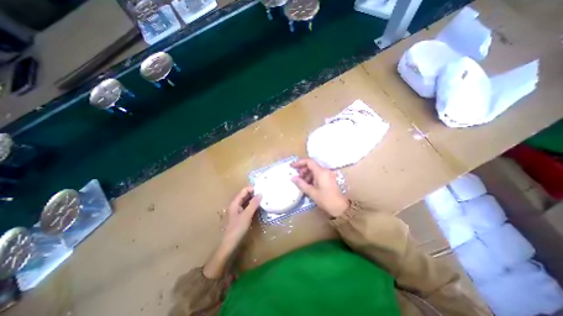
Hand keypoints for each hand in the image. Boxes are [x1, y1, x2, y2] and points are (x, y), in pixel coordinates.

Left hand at [222, 186, 261, 247]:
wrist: (229, 244)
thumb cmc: (237, 229)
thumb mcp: (247, 215)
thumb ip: (253, 204)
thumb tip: (261, 194)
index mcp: (235, 203)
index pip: (244, 191)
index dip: (252, 189)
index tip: (262, 189)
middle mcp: (235, 205)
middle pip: (244, 195)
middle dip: (254, 193)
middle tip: (264, 193)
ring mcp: (237, 210)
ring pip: (246, 201)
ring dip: (253, 199)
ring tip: (263, 199)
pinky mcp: (239, 216)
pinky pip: (246, 207)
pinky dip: (252, 205)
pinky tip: (258, 207)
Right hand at [293, 158, 350, 216]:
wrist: (340, 207)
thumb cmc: (325, 199)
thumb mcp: (311, 192)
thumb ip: (301, 183)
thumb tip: (293, 178)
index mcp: (321, 172)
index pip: (308, 161)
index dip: (299, 162)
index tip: (292, 166)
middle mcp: (325, 170)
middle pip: (311, 165)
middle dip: (303, 170)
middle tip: (297, 178)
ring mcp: (328, 174)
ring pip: (315, 170)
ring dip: (307, 174)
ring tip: (303, 183)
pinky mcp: (329, 178)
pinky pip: (318, 174)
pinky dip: (312, 177)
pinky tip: (309, 185)